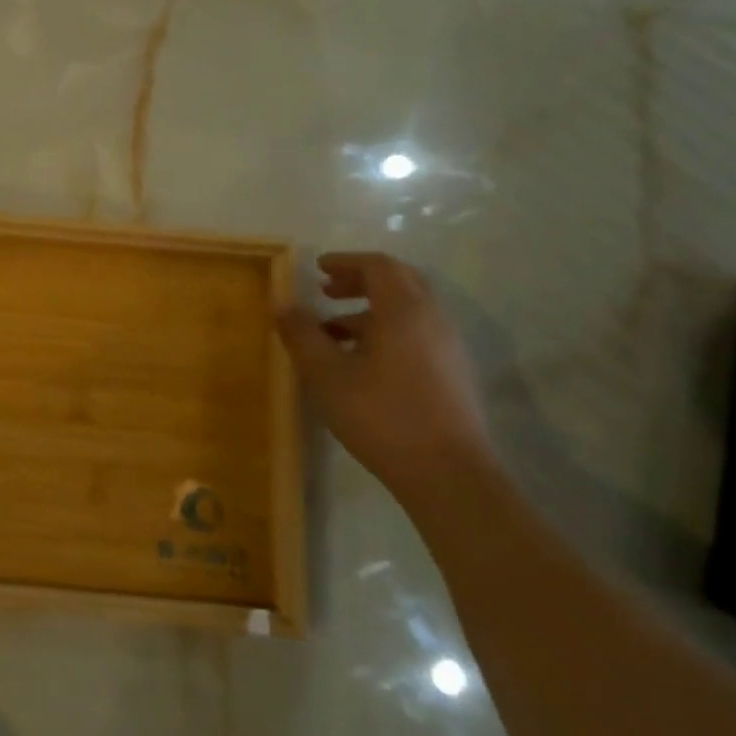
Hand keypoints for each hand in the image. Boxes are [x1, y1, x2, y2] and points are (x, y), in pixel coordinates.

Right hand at [277, 253, 495, 493]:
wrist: (447, 473)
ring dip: (371, 310)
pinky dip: (386, 331)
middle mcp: (433, 319)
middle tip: (326, 291)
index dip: (345, 262)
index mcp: (404, 310)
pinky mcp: (452, 374)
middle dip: (360, 281)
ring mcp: (448, 347)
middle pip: (399, 282)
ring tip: (334, 333)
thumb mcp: (327, 374)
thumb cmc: (381, 414)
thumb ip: (302, 334)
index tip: (318, 268)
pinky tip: (361, 363)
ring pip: (408, 311)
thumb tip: (282, 302)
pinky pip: (417, 335)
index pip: (378, 266)